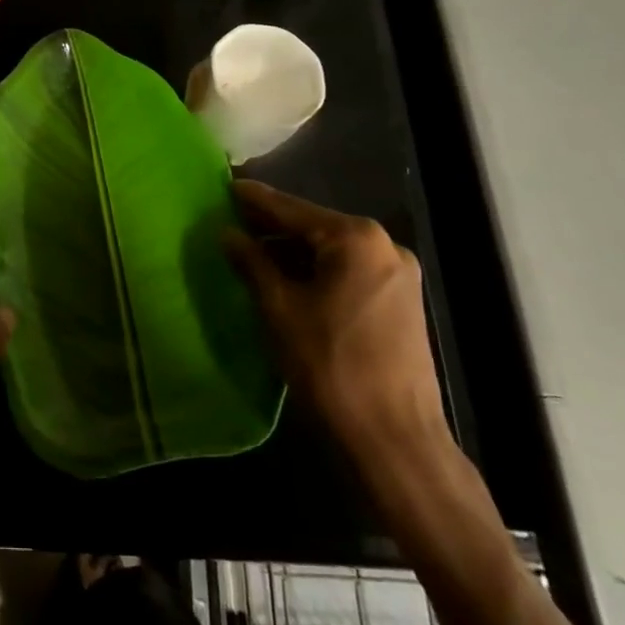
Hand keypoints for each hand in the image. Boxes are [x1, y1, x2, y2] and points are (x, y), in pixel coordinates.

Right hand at [224, 181, 448, 469]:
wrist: (394, 439)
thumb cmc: (329, 365)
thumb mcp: (279, 308)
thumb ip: (252, 262)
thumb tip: (227, 233)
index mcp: (356, 239)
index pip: (292, 209)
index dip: (254, 199)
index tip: (224, 185)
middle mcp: (384, 246)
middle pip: (315, 226)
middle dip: (273, 226)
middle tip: (230, 221)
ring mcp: (398, 275)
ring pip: (332, 250)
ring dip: (293, 250)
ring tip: (250, 250)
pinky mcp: (401, 302)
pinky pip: (348, 271)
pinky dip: (316, 270)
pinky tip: (285, 278)